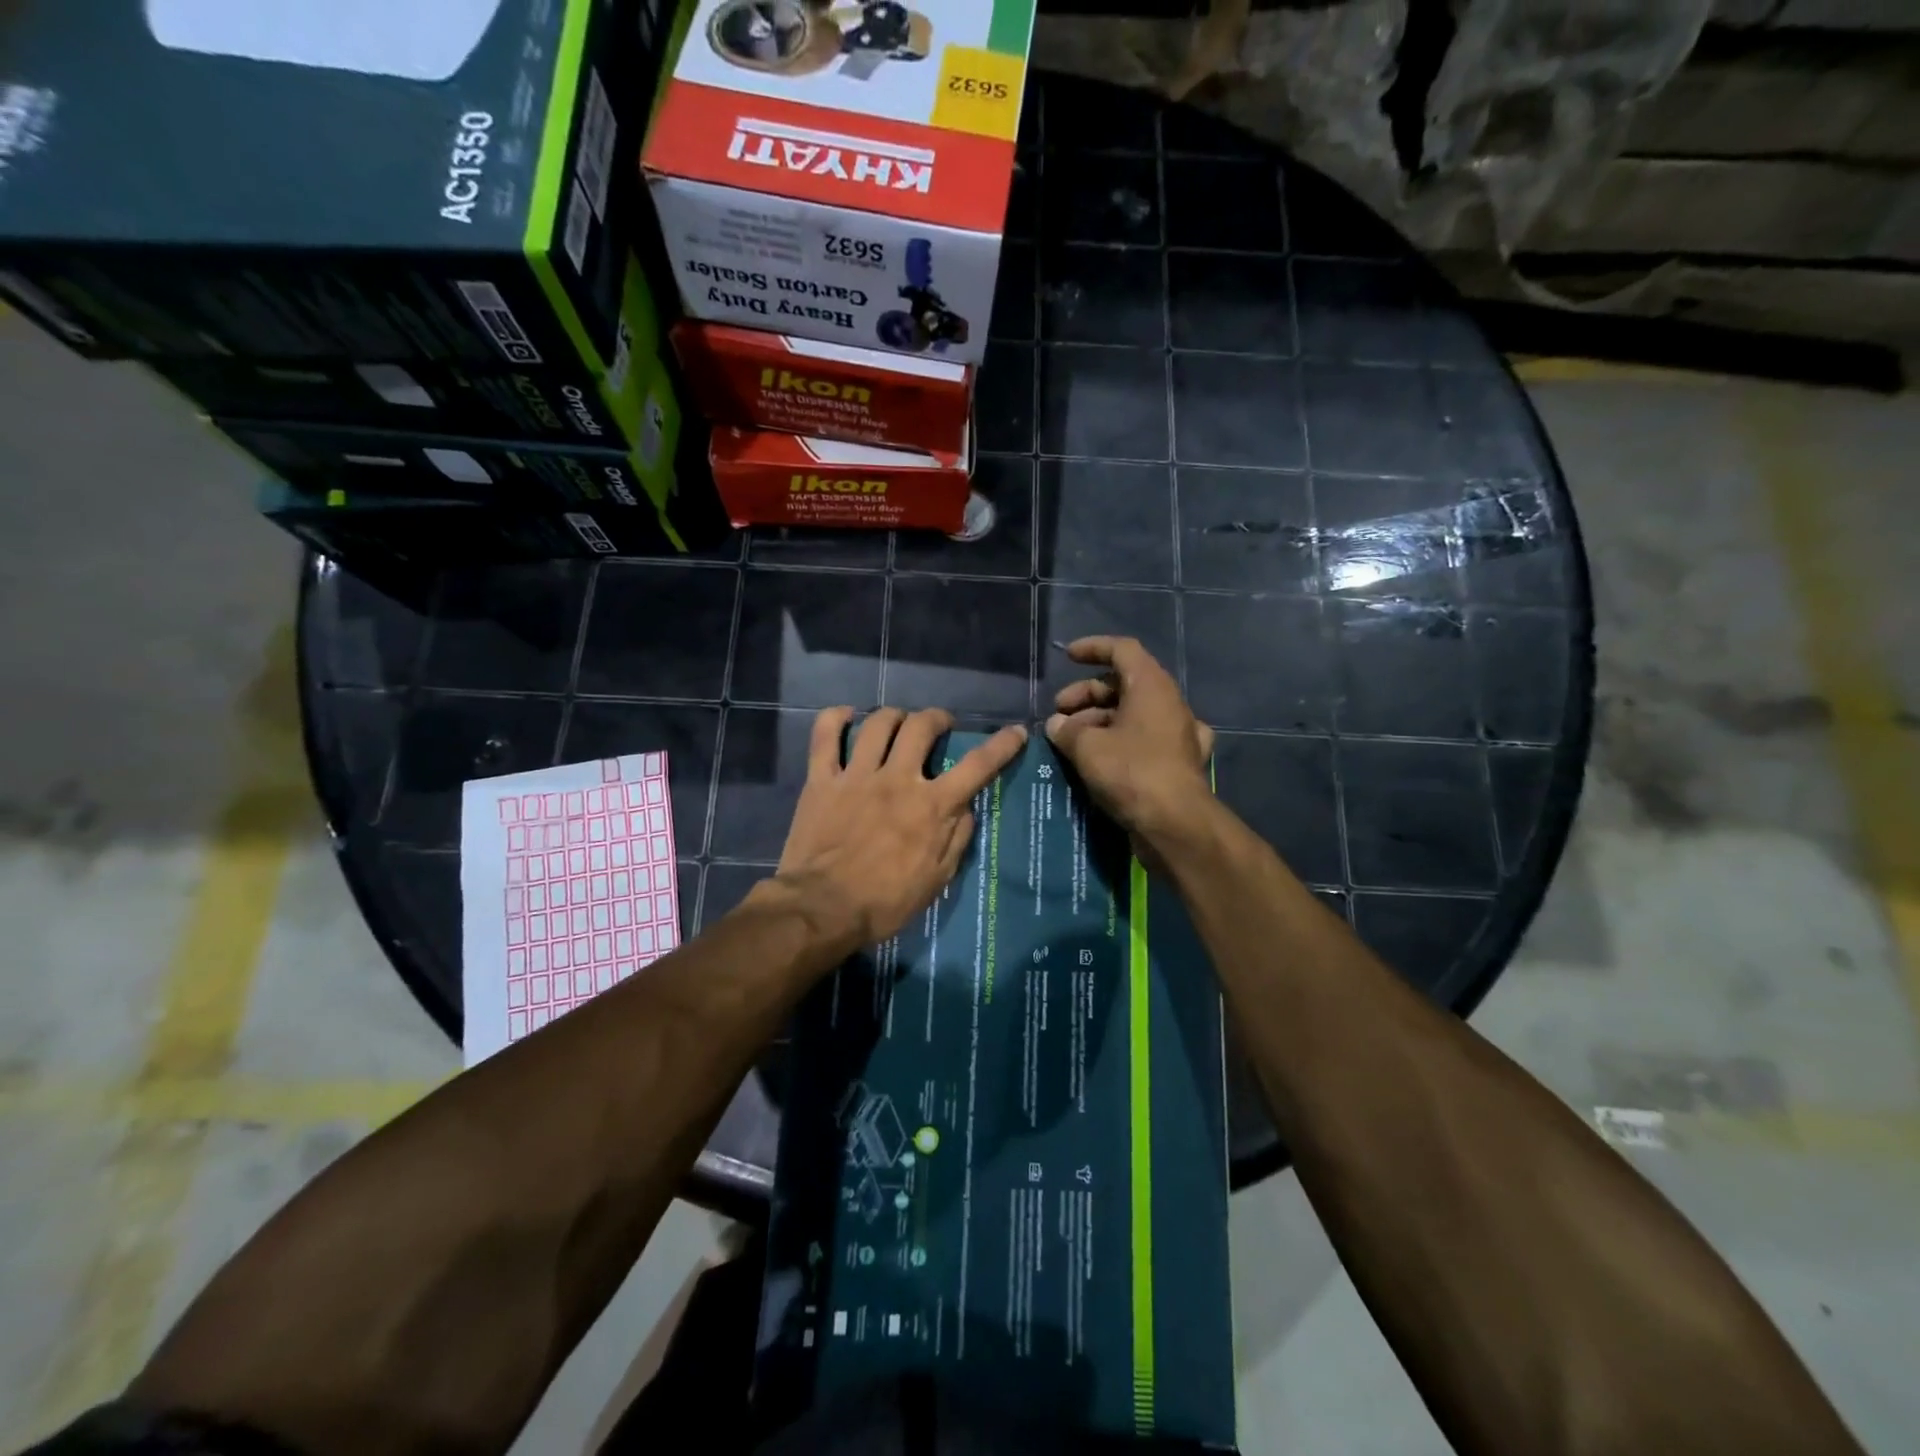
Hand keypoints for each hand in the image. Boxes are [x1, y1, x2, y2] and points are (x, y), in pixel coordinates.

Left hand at [770, 707, 1027, 954]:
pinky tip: (846, 715)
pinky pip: (825, 736)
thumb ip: (956, 839)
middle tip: (940, 725)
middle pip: (922, 726)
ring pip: (878, 724)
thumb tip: (966, 808)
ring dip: (895, 716)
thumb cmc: (885, 903)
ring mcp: (856, 776)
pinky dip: (835, 718)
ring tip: (899, 722)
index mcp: (931, 806)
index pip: (977, 766)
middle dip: (937, 718)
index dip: (1001, 745)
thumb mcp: (936, 880)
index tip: (1016, 731)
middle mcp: (897, 779)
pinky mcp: (821, 780)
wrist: (822, 909)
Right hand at [1046, 637, 1214, 844]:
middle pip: (1124, 685)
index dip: (1093, 648)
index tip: (1067, 657)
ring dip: (1099, 722)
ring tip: (1070, 743)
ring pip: (1133, 715)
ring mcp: (1178, 735)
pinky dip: (1122, 745)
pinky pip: (1146, 742)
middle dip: (1086, 696)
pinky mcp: (1179, 763)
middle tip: (1058, 717)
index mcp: (1152, 686)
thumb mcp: (1087, 747)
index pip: (1122, 650)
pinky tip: (1106, 758)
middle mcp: (1169, 704)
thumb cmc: (1131, 773)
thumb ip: (1067, 730)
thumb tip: (1057, 725)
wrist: (1175, 824)